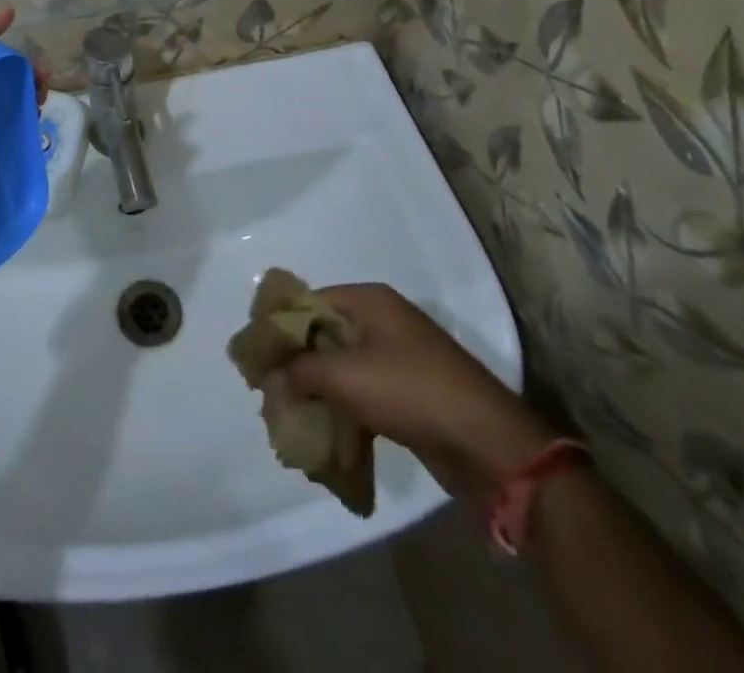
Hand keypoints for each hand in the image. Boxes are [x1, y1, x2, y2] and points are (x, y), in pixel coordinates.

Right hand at [286, 284, 554, 500]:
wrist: (489, 444)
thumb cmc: (409, 391)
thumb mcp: (343, 376)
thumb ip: (298, 371)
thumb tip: (271, 378)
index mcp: (367, 300)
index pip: (306, 302)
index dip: (278, 327)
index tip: (255, 357)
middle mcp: (382, 320)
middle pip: (323, 333)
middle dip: (296, 362)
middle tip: (270, 390)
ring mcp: (399, 356)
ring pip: (342, 365)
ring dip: (318, 389)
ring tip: (293, 415)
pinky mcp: (411, 392)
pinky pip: (364, 391)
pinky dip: (343, 407)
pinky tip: (325, 431)